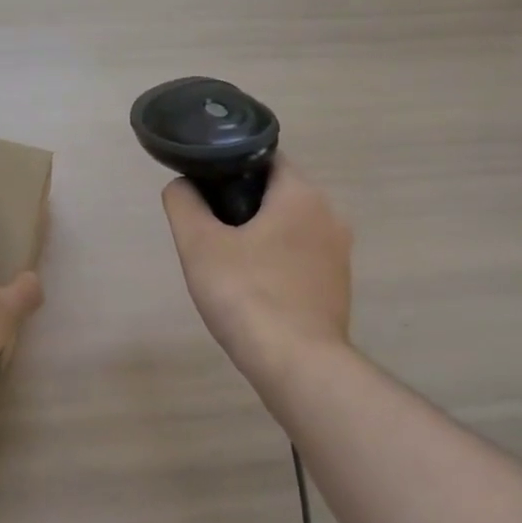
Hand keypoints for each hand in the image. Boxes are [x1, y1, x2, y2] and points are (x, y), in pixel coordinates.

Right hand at [161, 156, 352, 379]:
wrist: (296, 364)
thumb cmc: (246, 294)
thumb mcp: (199, 245)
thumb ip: (184, 204)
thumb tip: (182, 185)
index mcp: (302, 195)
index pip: (266, 159)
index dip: (231, 167)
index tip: (205, 190)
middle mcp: (330, 216)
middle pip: (279, 195)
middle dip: (243, 206)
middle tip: (209, 230)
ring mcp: (339, 254)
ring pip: (291, 229)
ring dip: (261, 237)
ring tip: (227, 263)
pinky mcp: (338, 287)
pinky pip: (302, 260)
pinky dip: (278, 265)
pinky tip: (254, 290)